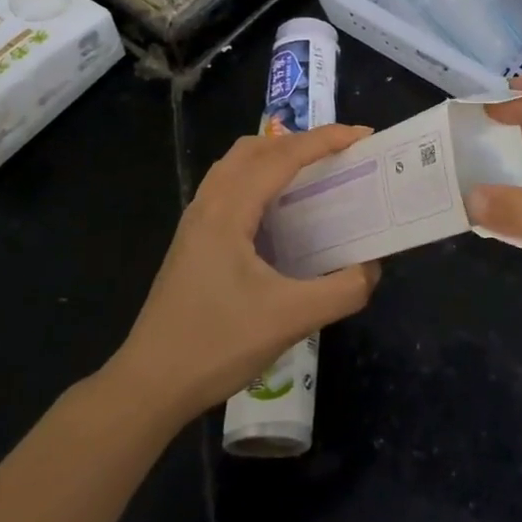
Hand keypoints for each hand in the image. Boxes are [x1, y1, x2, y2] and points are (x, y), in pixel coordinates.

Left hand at [108, 125, 380, 420]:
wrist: (149, 386)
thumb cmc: (217, 344)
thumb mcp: (290, 319)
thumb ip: (341, 290)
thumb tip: (372, 268)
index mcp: (229, 210)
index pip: (283, 156)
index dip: (325, 140)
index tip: (362, 135)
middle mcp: (209, 204)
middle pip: (255, 148)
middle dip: (299, 142)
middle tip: (337, 154)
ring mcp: (195, 222)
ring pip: (236, 165)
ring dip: (275, 157)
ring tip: (310, 174)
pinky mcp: (192, 241)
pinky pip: (228, 187)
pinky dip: (258, 179)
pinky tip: (276, 213)